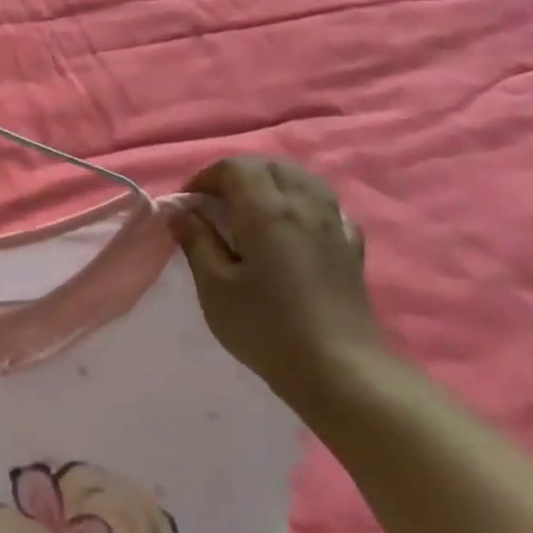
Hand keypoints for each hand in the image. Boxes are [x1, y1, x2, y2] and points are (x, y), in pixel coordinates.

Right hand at [169, 156, 383, 400]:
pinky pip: (326, 206)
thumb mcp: (214, 286)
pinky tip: (292, 229)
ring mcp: (335, 223)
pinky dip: (301, 204)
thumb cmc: (265, 326)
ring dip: (271, 182)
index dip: (206, 177)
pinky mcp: (351, 246)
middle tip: (214, 204)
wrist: (337, 367)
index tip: (188, 205)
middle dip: (238, 174)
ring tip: (250, 210)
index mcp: (267, 210)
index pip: (236, 167)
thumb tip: (181, 212)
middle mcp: (305, 205)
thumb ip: (197, 241)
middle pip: (271, 165)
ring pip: (303, 179)